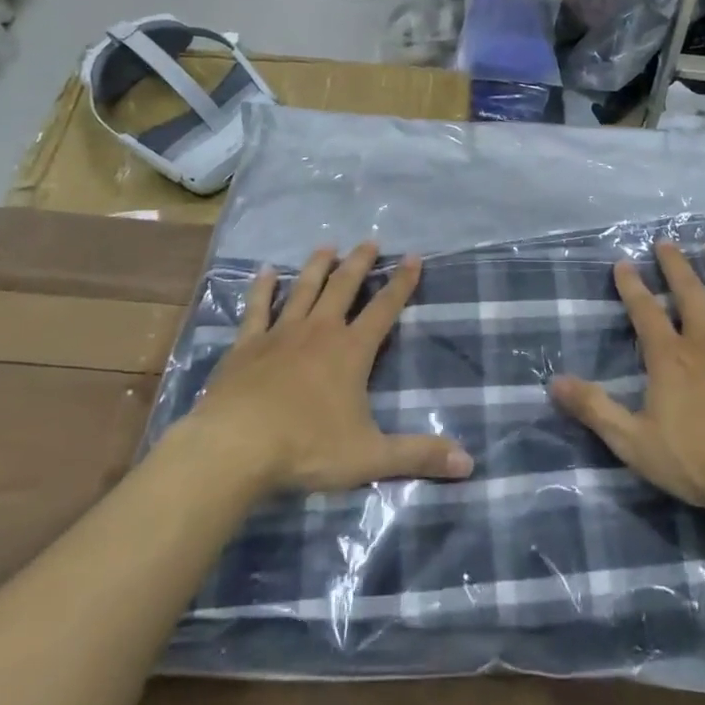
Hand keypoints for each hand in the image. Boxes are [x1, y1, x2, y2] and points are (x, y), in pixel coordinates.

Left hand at [184, 242, 474, 496]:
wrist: (235, 447)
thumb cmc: (307, 448)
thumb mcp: (370, 456)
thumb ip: (418, 455)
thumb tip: (469, 463)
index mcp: (352, 351)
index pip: (384, 308)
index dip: (402, 283)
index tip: (413, 257)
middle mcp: (320, 331)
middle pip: (344, 287)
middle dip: (360, 263)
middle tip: (370, 241)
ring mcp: (280, 334)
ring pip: (304, 289)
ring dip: (318, 265)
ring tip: (328, 246)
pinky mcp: (247, 345)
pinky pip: (257, 308)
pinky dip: (263, 288)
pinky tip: (267, 271)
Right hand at [550, 240, 704, 522]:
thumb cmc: (696, 460)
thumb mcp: (633, 441)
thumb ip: (594, 409)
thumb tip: (554, 382)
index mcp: (669, 358)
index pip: (645, 312)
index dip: (632, 286)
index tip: (623, 262)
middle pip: (689, 294)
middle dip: (675, 266)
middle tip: (667, 242)